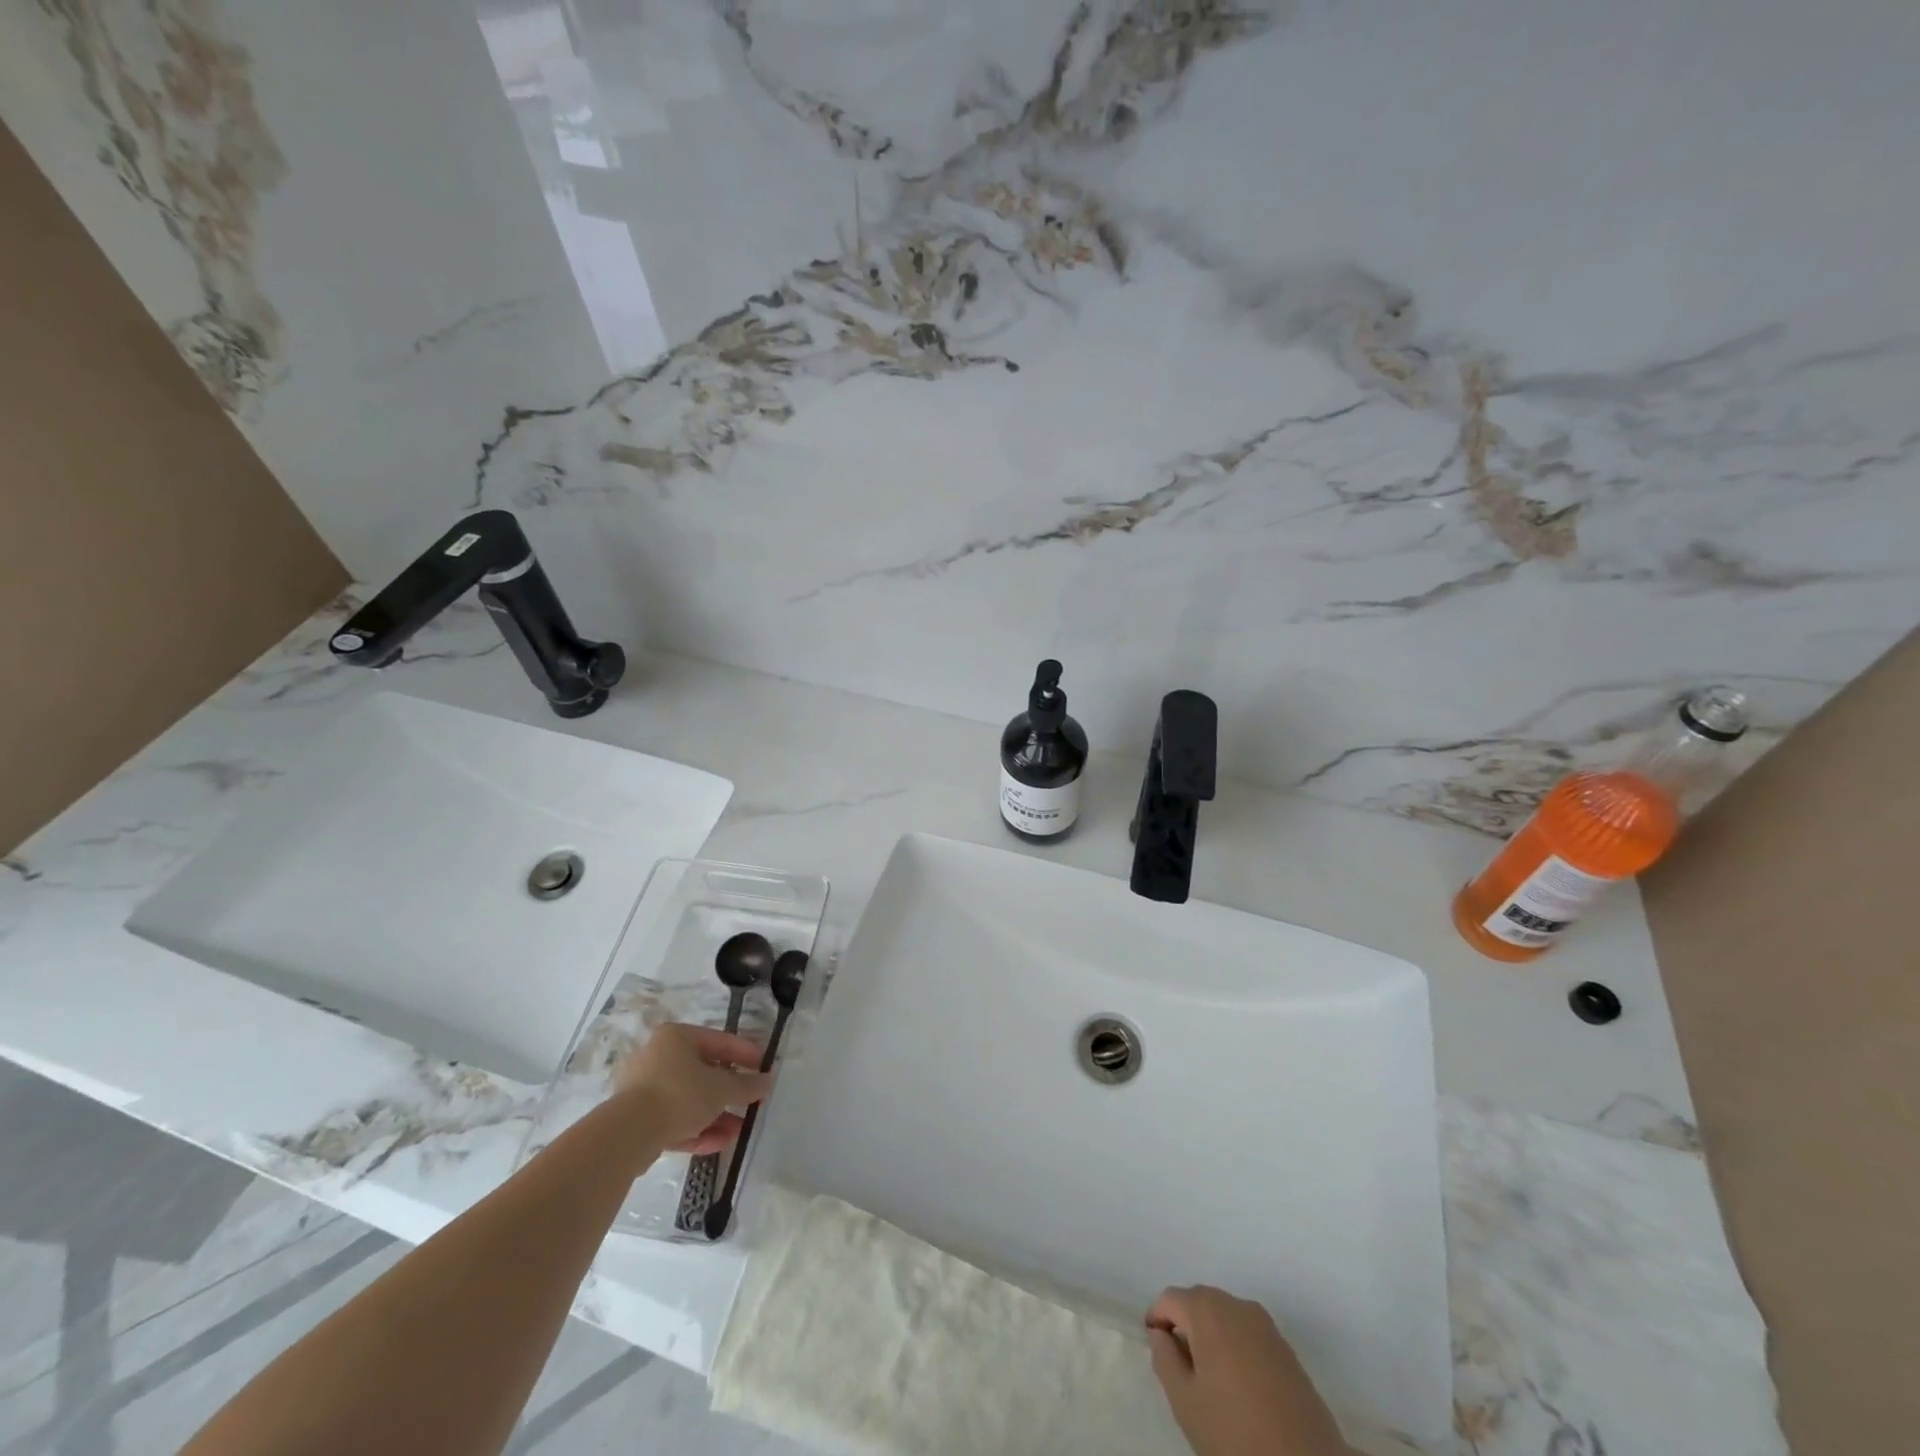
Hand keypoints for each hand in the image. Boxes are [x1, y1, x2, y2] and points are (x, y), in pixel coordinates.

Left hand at [613, 1023, 773, 1154]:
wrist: (627, 1134)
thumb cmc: (680, 1094)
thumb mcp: (721, 1088)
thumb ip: (746, 1085)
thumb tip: (767, 1081)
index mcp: (677, 1037)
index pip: (720, 1041)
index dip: (746, 1054)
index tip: (765, 1067)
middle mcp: (658, 1057)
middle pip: (704, 1073)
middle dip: (730, 1092)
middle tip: (751, 1102)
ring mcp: (645, 1089)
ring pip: (690, 1100)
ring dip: (717, 1115)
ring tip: (739, 1131)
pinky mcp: (638, 1120)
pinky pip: (674, 1120)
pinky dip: (697, 1129)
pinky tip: (719, 1143)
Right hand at [1146, 1286, 1350, 1455]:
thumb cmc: (1236, 1435)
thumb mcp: (1185, 1402)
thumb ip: (1164, 1358)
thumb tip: (1161, 1334)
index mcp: (1208, 1309)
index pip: (1170, 1299)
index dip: (1157, 1321)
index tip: (1156, 1352)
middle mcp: (1237, 1305)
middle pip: (1198, 1303)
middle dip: (1185, 1327)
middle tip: (1180, 1370)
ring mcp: (1266, 1325)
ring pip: (1224, 1318)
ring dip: (1210, 1337)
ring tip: (1209, 1382)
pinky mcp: (1287, 1349)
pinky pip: (1247, 1334)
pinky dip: (1234, 1348)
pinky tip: (1238, 1388)